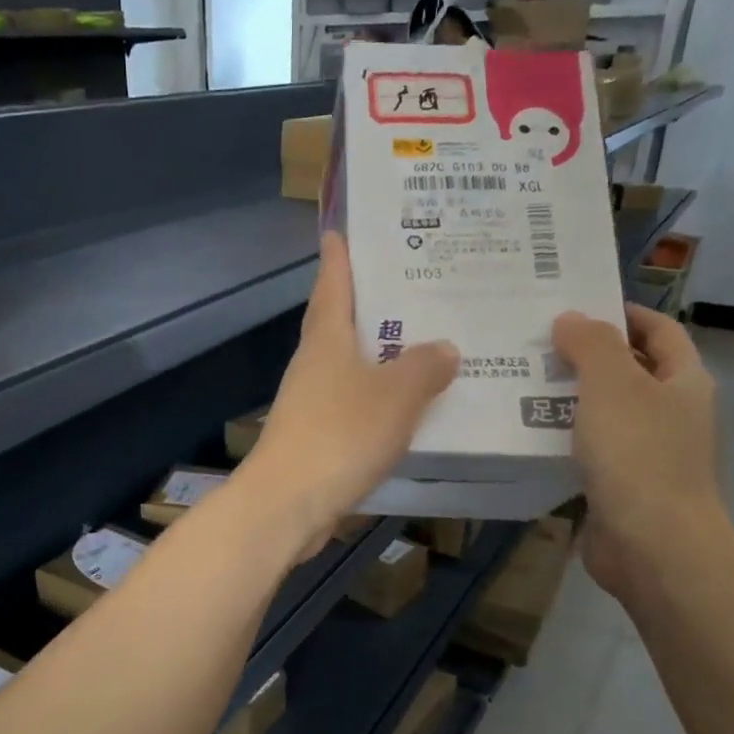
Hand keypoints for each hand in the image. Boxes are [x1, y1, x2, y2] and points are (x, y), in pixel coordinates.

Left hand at [241, 233, 457, 554]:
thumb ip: (424, 367)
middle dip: (366, 302)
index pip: (332, 284)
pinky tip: (405, 405)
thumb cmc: (340, 434)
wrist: (288, 503)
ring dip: (376, 353)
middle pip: (338, 322)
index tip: (341, 229)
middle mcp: (314, 364)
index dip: (339, 257)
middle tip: (409, 283)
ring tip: (420, 342)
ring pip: (347, 365)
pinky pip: (353, 403)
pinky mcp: (316, 437)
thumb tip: (445, 348)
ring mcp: (310, 402)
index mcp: (327, 339)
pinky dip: (377, 396)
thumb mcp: (395, 394)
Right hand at [551, 305, 727, 598]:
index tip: (577, 305)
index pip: (659, 330)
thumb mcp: (613, 385)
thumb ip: (591, 345)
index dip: (624, 313)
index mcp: (683, 381)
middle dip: (586, 355)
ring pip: (605, 412)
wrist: (652, 545)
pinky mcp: (621, 485)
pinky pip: (589, 449)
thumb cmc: (639, 455)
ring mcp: (648, 452)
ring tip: (519, 383)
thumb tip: (570, 318)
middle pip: (629, 370)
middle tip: (535, 343)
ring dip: (568, 397)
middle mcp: (671, 413)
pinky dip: (563, 437)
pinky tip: (527, 433)